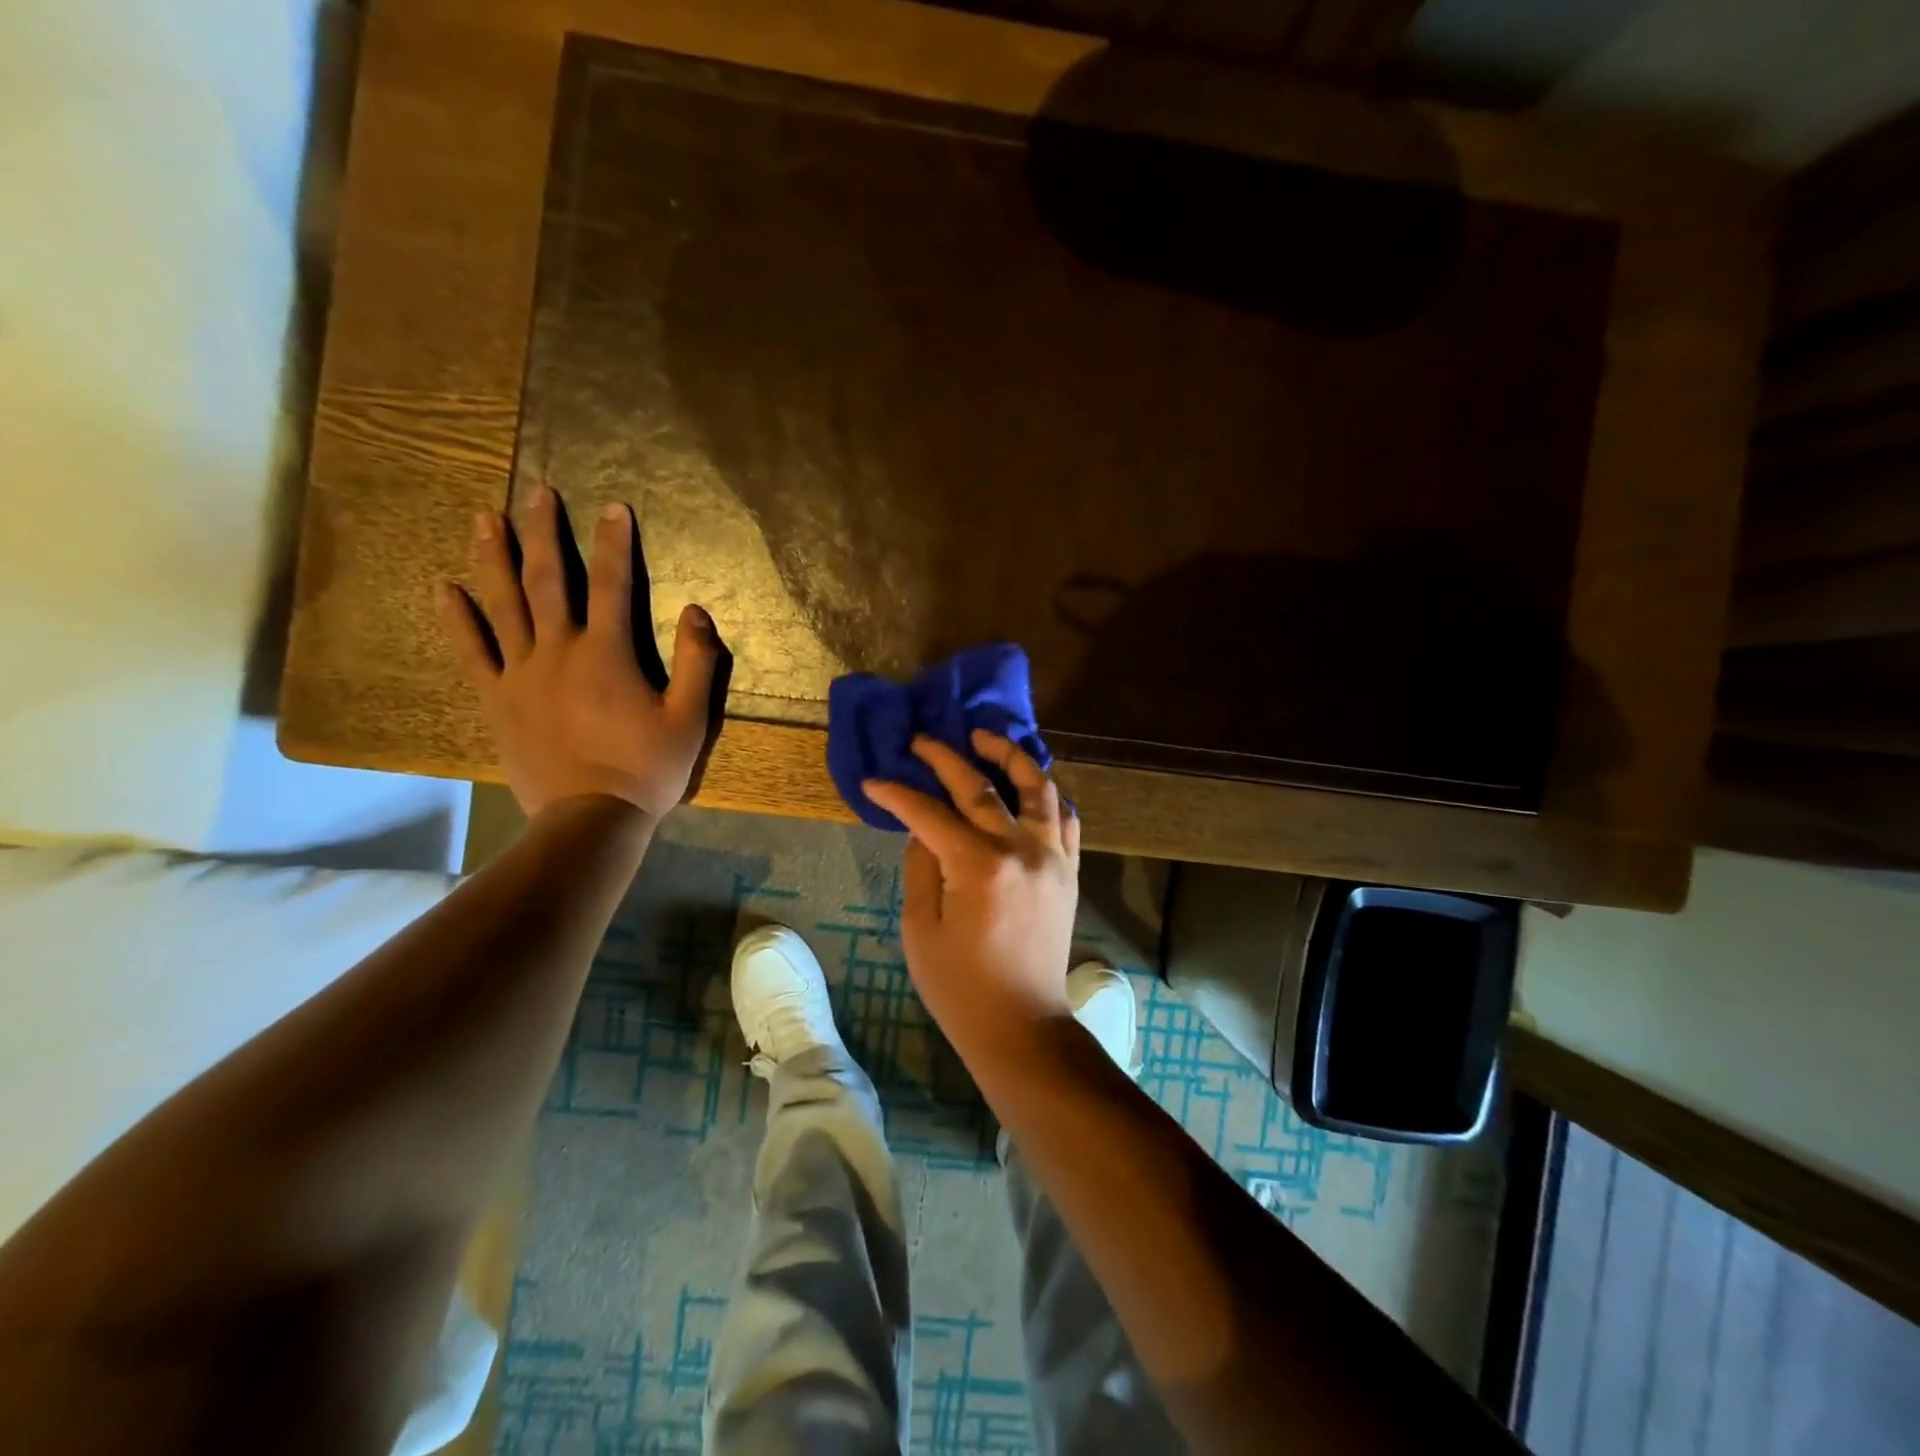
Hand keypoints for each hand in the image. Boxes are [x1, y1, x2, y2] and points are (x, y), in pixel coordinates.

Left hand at [439, 487, 724, 817]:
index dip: (615, 543)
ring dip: (494, 558)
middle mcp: (559, 651)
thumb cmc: (647, 770)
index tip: (613, 507)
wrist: (591, 819)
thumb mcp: (691, 720)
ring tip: (486, 518)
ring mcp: (521, 674)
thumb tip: (695, 611)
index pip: (612, 584)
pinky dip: (457, 619)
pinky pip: (472, 652)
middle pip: (548, 580)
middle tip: (537, 492)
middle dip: (545, 532)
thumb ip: (698, 663)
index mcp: (608, 654)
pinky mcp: (497, 700)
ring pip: (502, 604)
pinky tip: (446, 588)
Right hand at [863, 731, 1080, 1059]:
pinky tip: (1029, 784)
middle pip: (981, 786)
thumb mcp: (920, 928)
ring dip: (1009, 755)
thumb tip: (923, 825)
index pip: (930, 813)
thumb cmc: (960, 986)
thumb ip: (921, 865)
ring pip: (1038, 786)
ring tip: (984, 739)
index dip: (898, 794)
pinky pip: (1065, 817)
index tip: (874, 781)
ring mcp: (1052, 857)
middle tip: (921, 741)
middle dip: (945, 757)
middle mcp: (1021, 849)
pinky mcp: (1069, 870)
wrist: (1022, 1025)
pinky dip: (1047, 793)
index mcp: (977, 866)